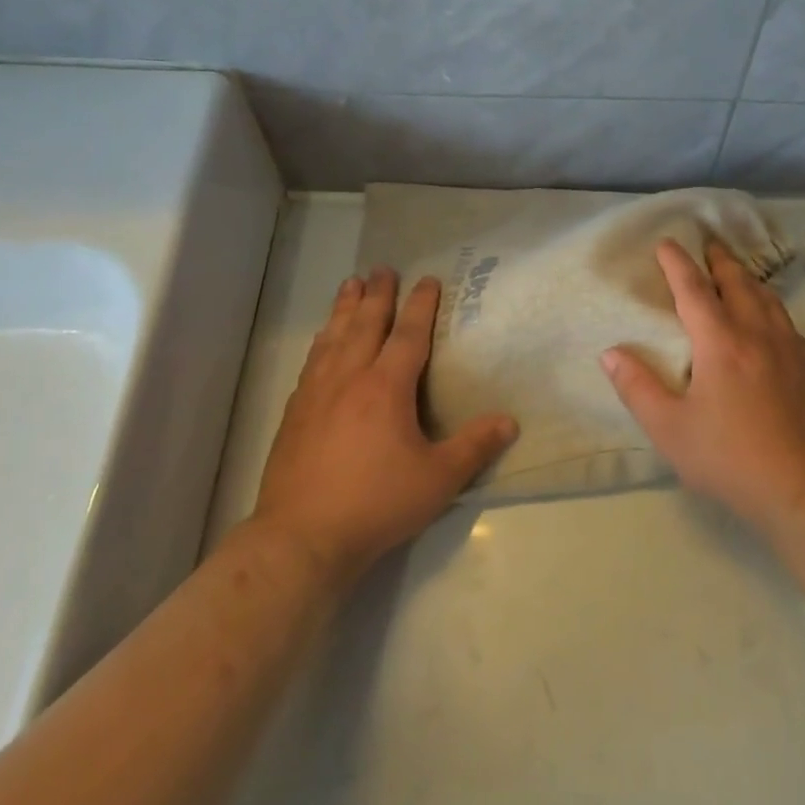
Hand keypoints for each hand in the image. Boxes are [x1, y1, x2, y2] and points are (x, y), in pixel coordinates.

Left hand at [249, 269, 517, 584]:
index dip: (421, 304)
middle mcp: (349, 378)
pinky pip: (312, 362)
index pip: (408, 334)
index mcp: (386, 387)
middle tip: (382, 268)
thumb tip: (510, 421)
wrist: (302, 537)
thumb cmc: (376, 503)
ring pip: (333, 337)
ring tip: (350, 284)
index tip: (428, 279)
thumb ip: (474, 446)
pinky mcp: (294, 413)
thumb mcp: (438, 479)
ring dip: (344, 308)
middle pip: (365, 324)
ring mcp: (316, 393)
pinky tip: (322, 341)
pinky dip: (322, 341)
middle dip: (377, 293)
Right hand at [601, 240, 804, 534]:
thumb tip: (610, 353)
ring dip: (747, 278)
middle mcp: (757, 334)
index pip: (694, 290)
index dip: (677, 264)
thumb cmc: (731, 459)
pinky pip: (785, 320)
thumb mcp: (671, 430)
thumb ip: (638, 388)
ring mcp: (789, 349)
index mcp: (721, 343)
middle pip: (738, 283)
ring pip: (767, 298)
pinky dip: (770, 304)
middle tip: (708, 245)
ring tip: (737, 272)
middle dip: (719, 261)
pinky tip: (770, 318)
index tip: (666, 243)